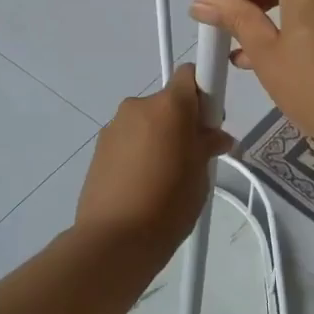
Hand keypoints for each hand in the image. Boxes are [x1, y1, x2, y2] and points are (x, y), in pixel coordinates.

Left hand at [76, 66, 232, 250]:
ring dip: (158, 137)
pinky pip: (129, 139)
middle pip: (167, 102)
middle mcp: (138, 106)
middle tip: (192, 156)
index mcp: (168, 106)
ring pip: (147, 122)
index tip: (209, 120)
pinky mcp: (98, 147)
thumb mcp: (200, 174)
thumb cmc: (168, 203)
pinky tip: (142, 184)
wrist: (114, 239)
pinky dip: (139, 152)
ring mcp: (114, 126)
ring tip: (164, 177)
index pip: (190, 75)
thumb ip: (207, 146)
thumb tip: (215, 137)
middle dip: (182, 121)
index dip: (203, 90)